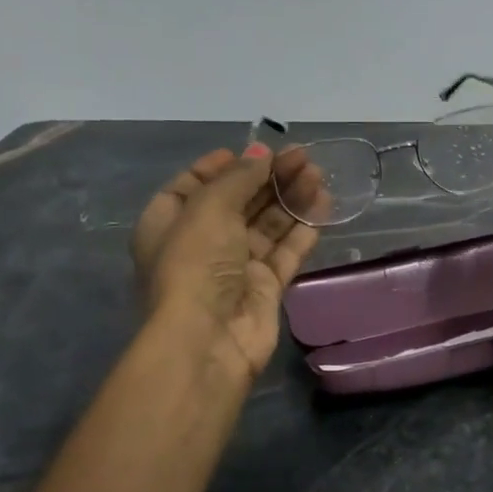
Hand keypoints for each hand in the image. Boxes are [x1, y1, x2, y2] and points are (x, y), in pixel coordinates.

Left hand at [132, 146, 319, 380]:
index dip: (221, 167)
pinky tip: (323, 204)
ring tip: (316, 174)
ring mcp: (234, 268)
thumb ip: (239, 178)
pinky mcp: (264, 288)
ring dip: (289, 198)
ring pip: (266, 225)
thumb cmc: (195, 263)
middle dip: (267, 177)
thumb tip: (261, 154)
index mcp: (169, 223)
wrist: (207, 339)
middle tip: (301, 156)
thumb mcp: (209, 208)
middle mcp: (200, 244)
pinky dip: (303, 228)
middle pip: (237, 202)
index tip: (254, 151)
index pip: (192, 186)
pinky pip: (285, 251)